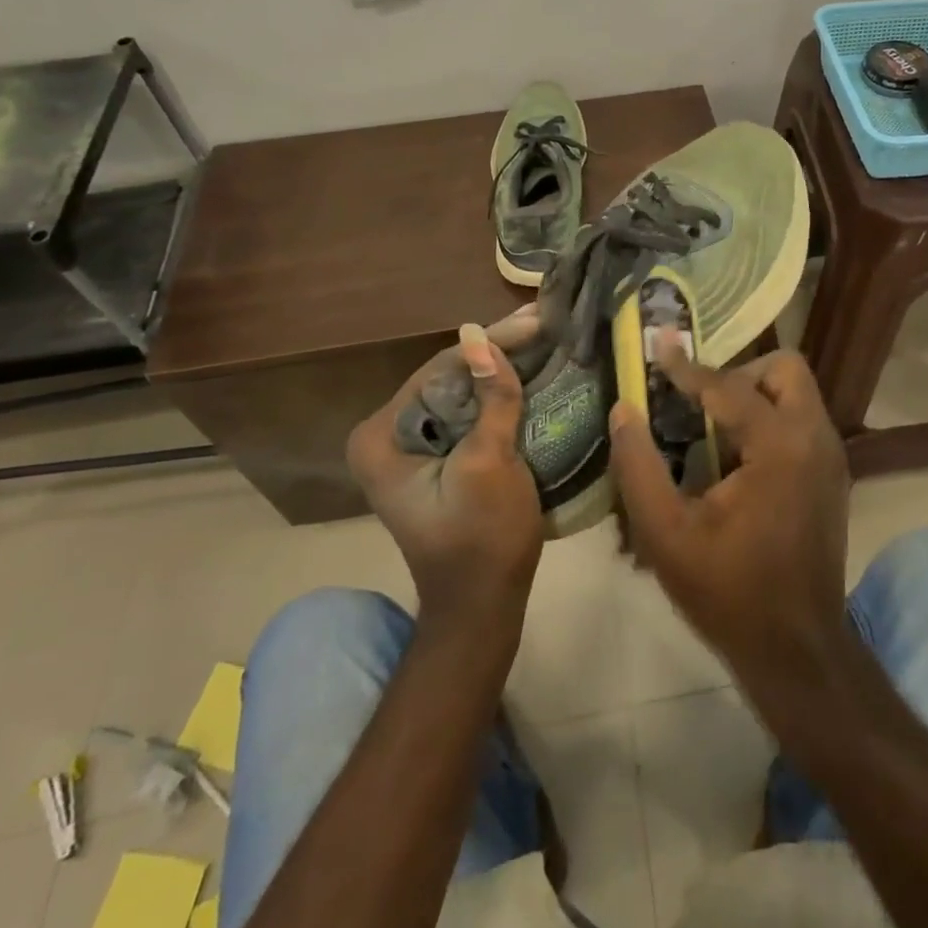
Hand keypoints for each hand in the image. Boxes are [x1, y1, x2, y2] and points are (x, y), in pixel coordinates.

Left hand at [346, 310, 544, 633]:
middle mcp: (386, 435)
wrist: (483, 605)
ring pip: (461, 393)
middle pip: (449, 378)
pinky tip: (532, 373)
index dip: (489, 343)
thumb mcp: (489, 463)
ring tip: (546, 339)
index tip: (535, 322)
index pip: (438, 370)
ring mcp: (410, 447)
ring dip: (502, 370)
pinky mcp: (436, 457)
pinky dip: (499, 396)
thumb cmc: (483, 538)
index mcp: (380, 437)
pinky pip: (467, 413)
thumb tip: (479, 333)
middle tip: (545, 324)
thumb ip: (490, 398)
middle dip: (497, 353)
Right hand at [610, 343, 850, 685]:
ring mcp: (831, 457)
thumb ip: (639, 466)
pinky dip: (769, 420)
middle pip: (785, 370)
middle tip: (697, 400)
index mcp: (780, 446)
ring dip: (755, 395)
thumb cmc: (729, 593)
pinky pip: (801, 421)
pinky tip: (734, 458)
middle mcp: (816, 438)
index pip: (729, 386)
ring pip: (797, 393)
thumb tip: (624, 410)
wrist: (798, 652)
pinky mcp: (833, 476)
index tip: (658, 345)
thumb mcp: (667, 534)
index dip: (687, 367)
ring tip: (710, 426)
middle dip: (739, 373)